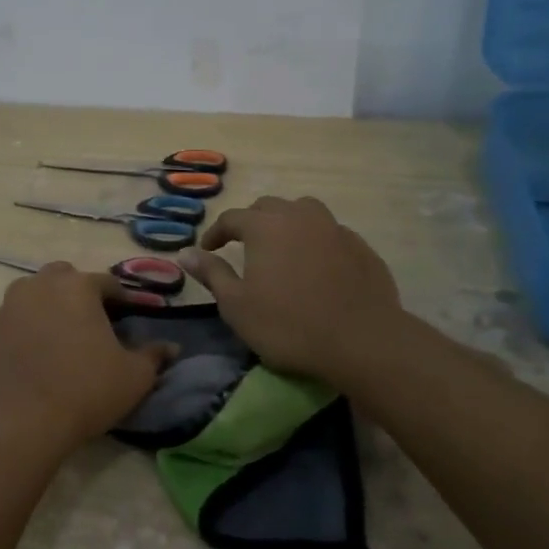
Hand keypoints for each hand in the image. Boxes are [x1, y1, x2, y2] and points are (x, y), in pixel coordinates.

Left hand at [0, 264, 177, 460]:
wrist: (21, 422)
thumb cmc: (86, 390)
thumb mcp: (134, 377)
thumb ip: (154, 356)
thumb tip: (171, 347)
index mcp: (77, 286)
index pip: (107, 283)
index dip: (122, 300)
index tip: (130, 318)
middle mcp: (39, 286)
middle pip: (64, 278)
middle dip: (79, 293)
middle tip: (93, 324)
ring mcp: (8, 308)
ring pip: (32, 295)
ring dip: (49, 307)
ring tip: (62, 339)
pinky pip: (13, 323)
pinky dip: (26, 332)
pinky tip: (35, 359)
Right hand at [177, 196, 405, 390]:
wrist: (363, 341)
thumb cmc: (289, 325)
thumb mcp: (237, 305)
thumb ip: (211, 274)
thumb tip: (184, 253)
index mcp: (265, 226)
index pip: (231, 218)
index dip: (215, 233)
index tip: (207, 251)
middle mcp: (299, 216)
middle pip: (268, 207)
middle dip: (250, 222)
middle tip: (242, 247)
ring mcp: (335, 229)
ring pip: (304, 212)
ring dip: (287, 223)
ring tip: (281, 247)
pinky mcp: (361, 247)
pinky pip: (330, 233)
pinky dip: (316, 241)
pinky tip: (316, 266)